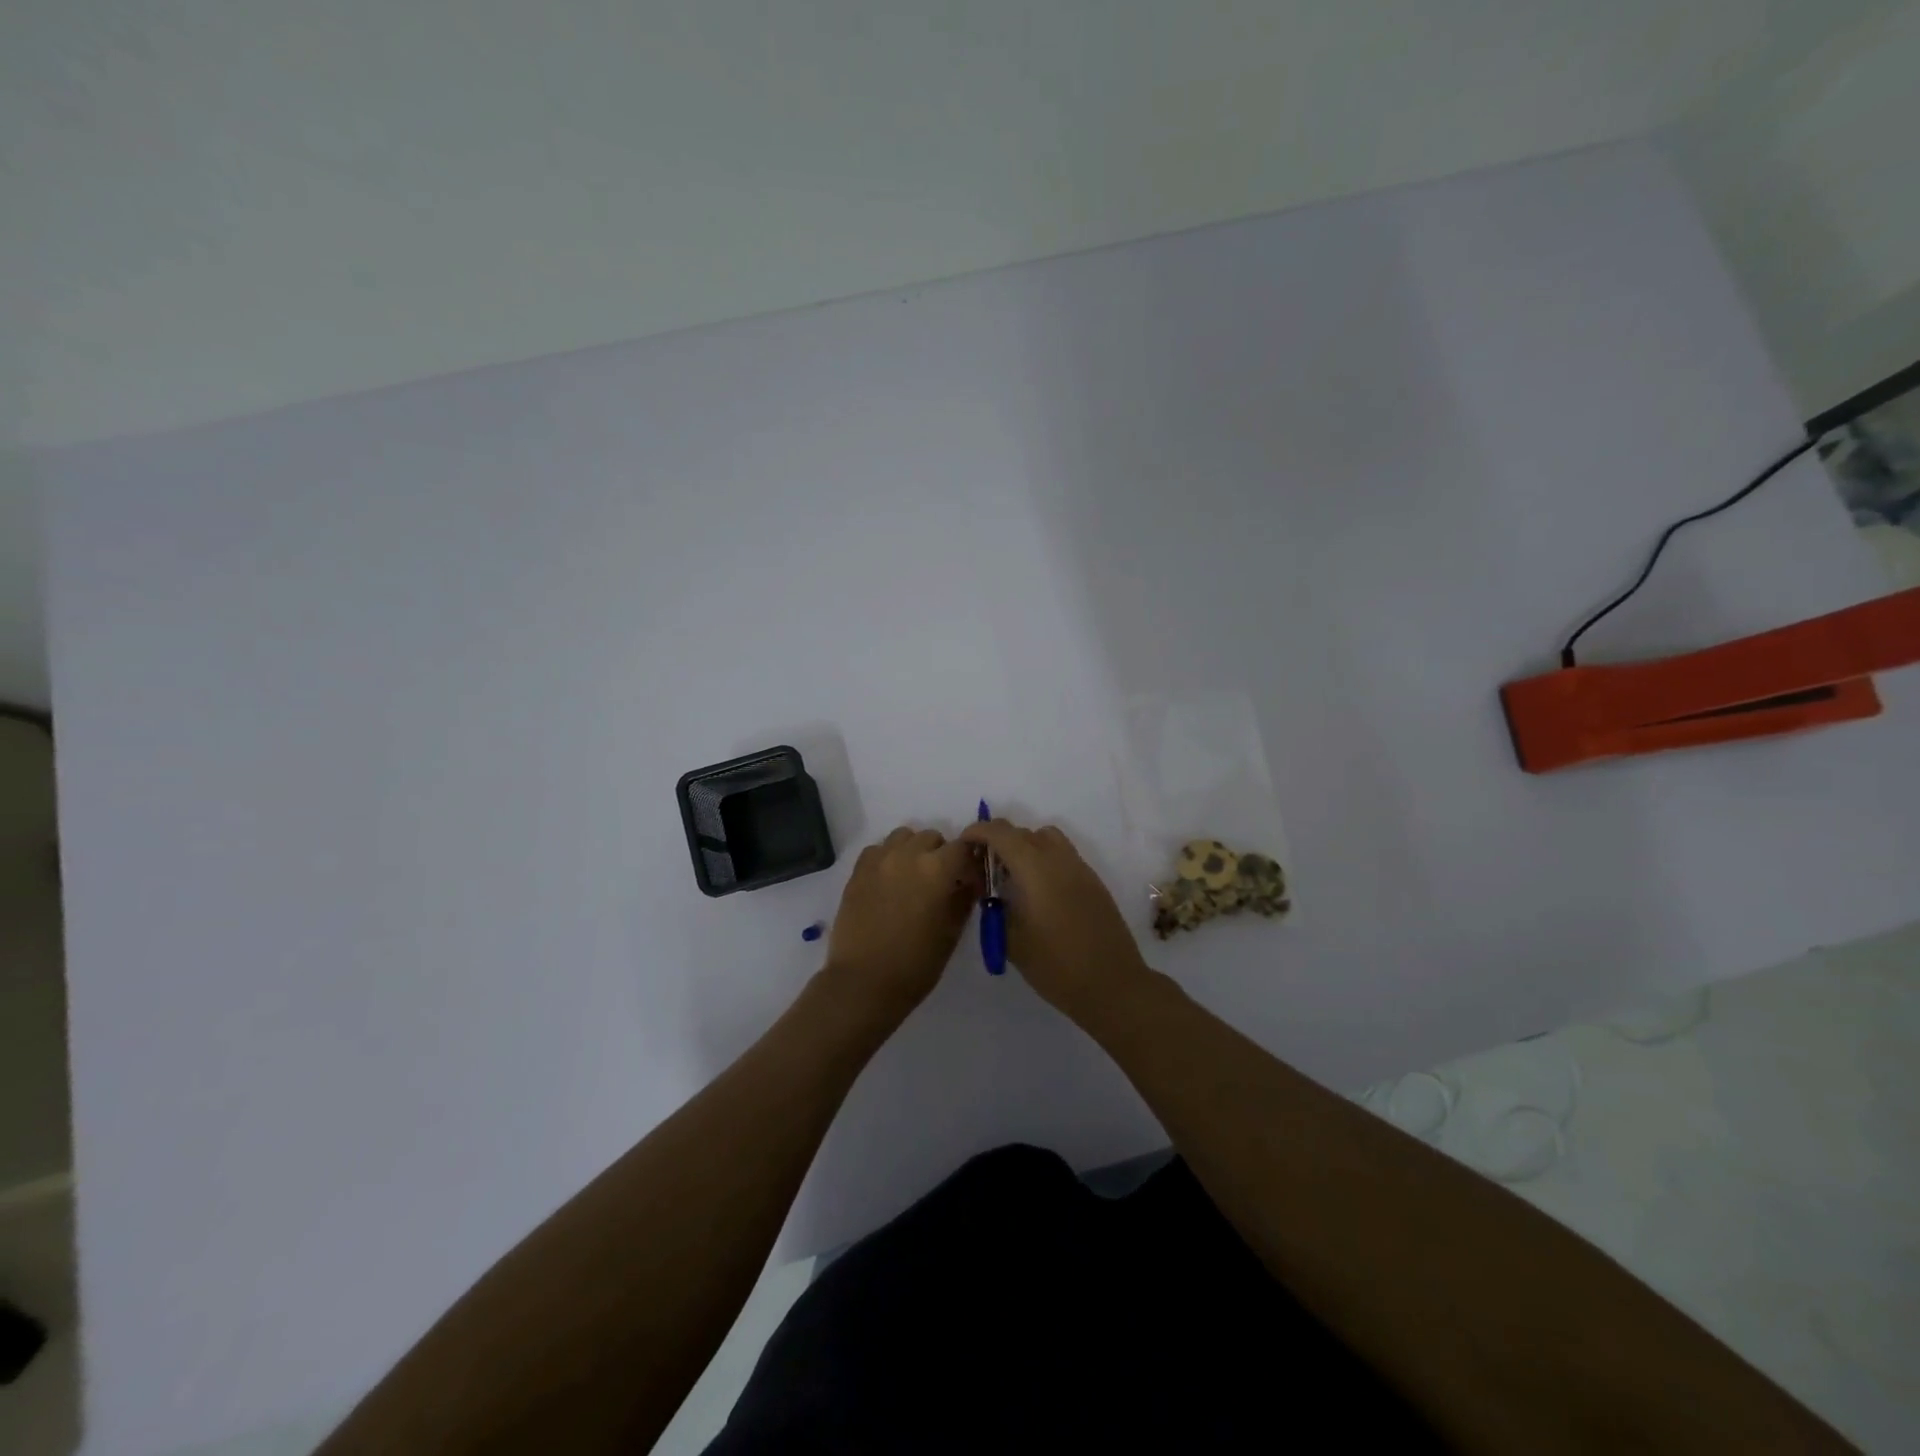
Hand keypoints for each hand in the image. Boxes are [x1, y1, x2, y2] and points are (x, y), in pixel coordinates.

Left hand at [823, 827, 979, 1018]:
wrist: (864, 982)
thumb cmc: (916, 964)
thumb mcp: (951, 933)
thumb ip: (964, 899)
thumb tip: (969, 882)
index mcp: (937, 869)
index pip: (964, 846)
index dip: (971, 860)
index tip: (970, 879)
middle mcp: (908, 855)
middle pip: (932, 837)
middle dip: (941, 854)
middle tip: (941, 882)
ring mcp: (879, 860)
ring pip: (903, 837)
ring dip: (913, 850)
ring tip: (913, 877)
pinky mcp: (857, 871)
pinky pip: (877, 850)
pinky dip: (887, 857)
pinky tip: (888, 881)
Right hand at [959, 818, 1151, 1022]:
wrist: (1112, 985)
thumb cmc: (1055, 965)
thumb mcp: (1011, 939)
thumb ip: (996, 906)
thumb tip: (989, 889)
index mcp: (1034, 868)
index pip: (1000, 833)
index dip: (978, 832)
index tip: (965, 845)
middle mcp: (1058, 858)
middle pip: (1023, 832)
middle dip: (999, 840)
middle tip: (984, 865)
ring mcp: (1080, 868)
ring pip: (1047, 838)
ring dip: (1025, 845)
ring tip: (1014, 875)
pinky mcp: (1093, 882)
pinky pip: (1063, 856)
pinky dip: (1045, 859)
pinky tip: (1039, 891)